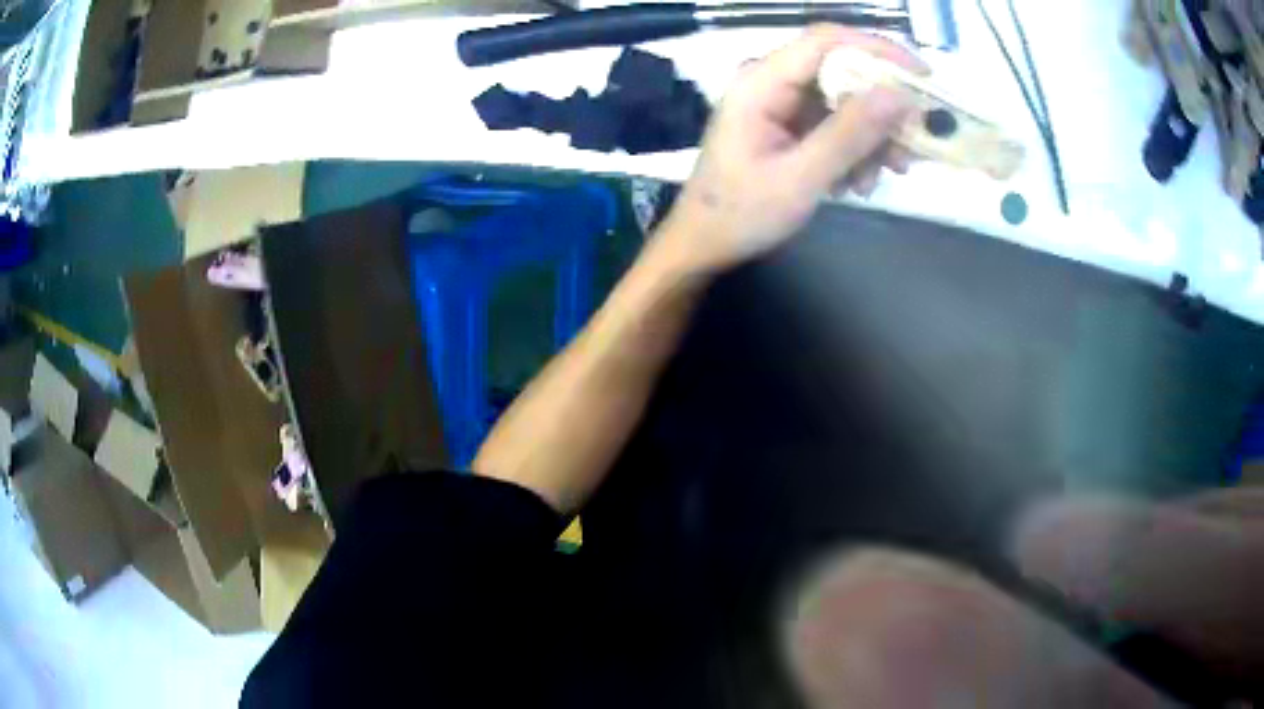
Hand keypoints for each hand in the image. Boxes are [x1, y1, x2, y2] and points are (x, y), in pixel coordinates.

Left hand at [658, 25, 927, 274]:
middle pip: (842, 71)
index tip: (923, 76)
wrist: (705, 243)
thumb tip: (899, 95)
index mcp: (761, 82)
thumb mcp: (801, 178)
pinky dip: (856, 149)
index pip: (826, 41)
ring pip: (845, 101)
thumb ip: (849, 135)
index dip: (879, 50)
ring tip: (884, 176)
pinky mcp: (789, 124)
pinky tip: (859, 182)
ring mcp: (780, 102)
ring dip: (873, 137)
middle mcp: (771, 81)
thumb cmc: (741, 213)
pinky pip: (835, 123)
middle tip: (913, 144)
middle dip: (883, 108)